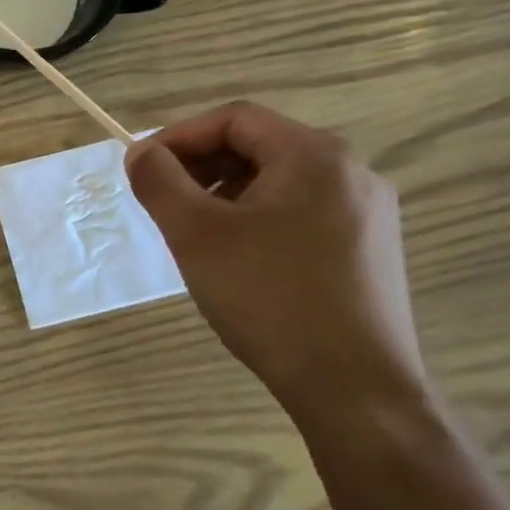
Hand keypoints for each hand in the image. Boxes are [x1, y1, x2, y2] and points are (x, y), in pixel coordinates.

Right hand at [124, 101, 425, 423]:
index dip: (178, 137)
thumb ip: (158, 181)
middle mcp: (352, 171)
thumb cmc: (269, 297)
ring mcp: (368, 212)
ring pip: (277, 181)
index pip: (233, 119)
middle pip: (258, 146)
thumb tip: (140, 153)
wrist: (355, 389)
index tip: (140, 169)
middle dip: (199, 166)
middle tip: (161, 201)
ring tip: (193, 232)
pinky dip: (256, 218)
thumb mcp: (195, 233)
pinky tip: (237, 258)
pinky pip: (300, 211)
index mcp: (315, 155)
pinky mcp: (369, 249)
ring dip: (224, 193)